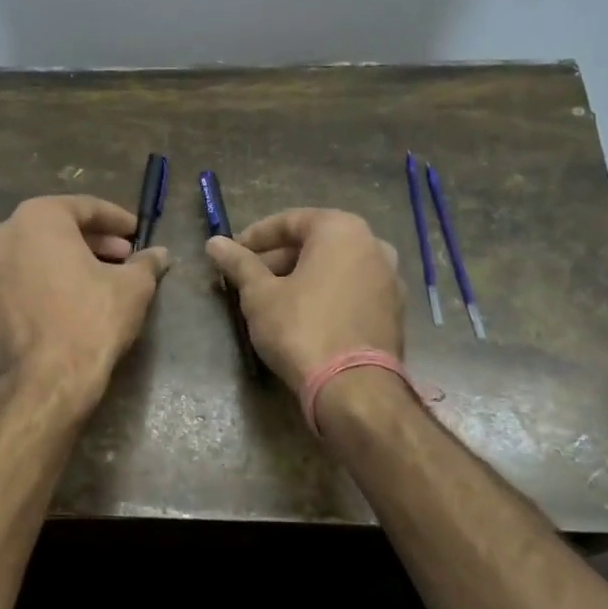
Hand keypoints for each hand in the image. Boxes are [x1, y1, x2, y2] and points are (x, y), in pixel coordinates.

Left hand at [0, 195, 170, 412]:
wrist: (45, 382)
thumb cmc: (91, 320)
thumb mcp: (132, 287)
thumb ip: (145, 263)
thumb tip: (159, 255)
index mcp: (36, 219)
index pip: (83, 207)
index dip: (115, 219)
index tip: (136, 232)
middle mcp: (1, 237)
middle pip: (53, 230)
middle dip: (90, 242)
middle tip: (121, 257)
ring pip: (31, 258)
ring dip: (62, 264)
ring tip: (94, 282)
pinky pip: (15, 287)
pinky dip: (39, 288)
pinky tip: (63, 307)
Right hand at [204, 208, 403, 386]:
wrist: (354, 387)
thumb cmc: (301, 328)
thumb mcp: (260, 295)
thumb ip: (239, 263)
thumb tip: (214, 243)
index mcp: (341, 230)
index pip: (290, 221)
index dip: (255, 237)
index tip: (232, 253)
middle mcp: (373, 245)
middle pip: (315, 243)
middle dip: (278, 259)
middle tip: (247, 279)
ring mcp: (389, 278)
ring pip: (334, 267)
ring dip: (301, 277)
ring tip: (270, 299)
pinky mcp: (393, 310)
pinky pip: (351, 290)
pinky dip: (325, 294)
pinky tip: (302, 317)